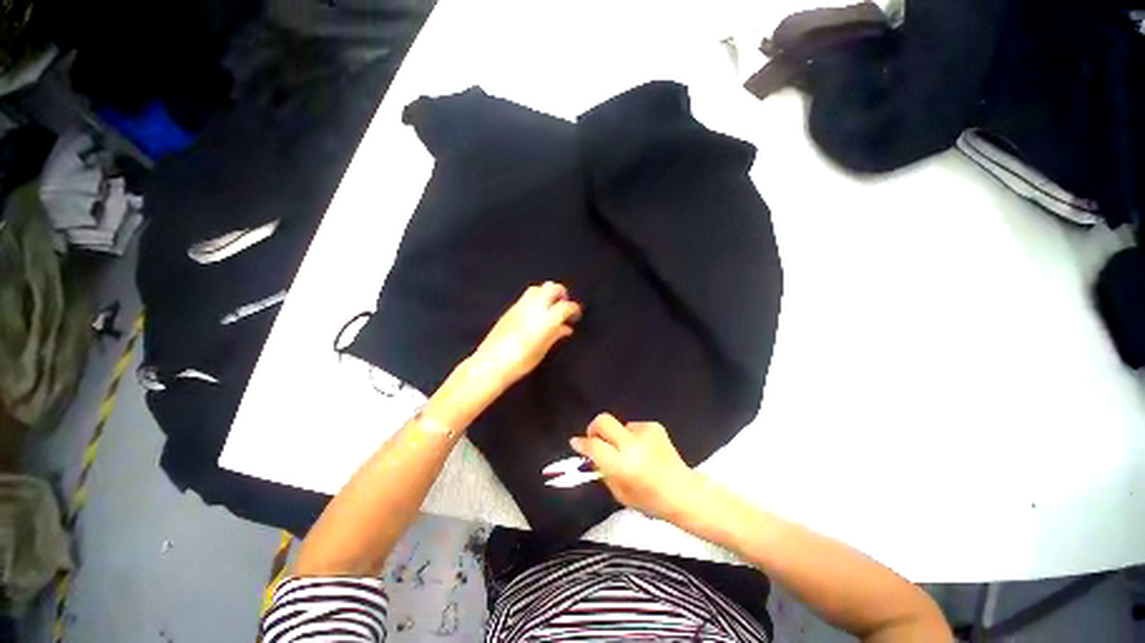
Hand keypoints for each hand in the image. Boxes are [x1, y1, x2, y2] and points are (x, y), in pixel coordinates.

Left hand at [468, 282, 581, 387]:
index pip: (566, 306)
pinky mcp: (510, 309)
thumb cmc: (521, 362)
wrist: (491, 363)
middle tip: (564, 307)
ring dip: (547, 294)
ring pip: (538, 288)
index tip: (576, 316)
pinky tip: (535, 314)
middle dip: (561, 294)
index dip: (574, 309)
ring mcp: (520, 306)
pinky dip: (536, 300)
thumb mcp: (542, 350)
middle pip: (552, 288)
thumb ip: (556, 335)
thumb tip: (566, 328)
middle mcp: (534, 307)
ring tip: (550, 308)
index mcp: (546, 319)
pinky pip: (526, 297)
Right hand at [570, 413, 701, 521]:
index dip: (581, 444)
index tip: (575, 443)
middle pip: (603, 421)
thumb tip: (592, 455)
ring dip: (618, 436)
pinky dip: (633, 437)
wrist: (683, 492)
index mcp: (622, 465)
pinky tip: (643, 450)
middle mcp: (632, 444)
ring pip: (619, 425)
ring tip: (629, 453)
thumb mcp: (620, 493)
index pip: (594, 446)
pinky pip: (634, 427)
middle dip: (594, 427)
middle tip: (594, 438)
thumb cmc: (650, 500)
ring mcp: (645, 433)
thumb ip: (603, 471)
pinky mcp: (654, 427)